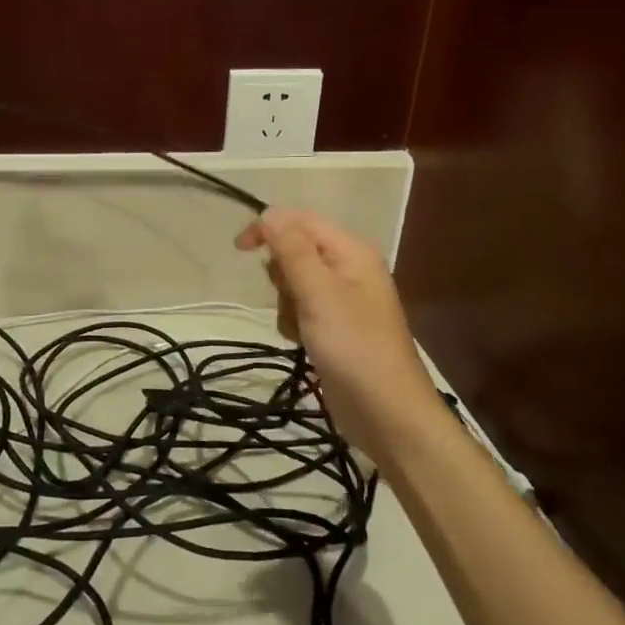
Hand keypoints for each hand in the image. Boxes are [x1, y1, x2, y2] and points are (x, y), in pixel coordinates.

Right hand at [235, 208, 440, 462]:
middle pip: (296, 250)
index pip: (301, 220)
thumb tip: (269, 212)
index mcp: (351, 251)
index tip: (239, 249)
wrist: (386, 412)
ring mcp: (343, 299)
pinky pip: (302, 309)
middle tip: (292, 299)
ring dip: (286, 303)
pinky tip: (302, 342)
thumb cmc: (353, 346)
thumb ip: (292, 250)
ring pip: (294, 282)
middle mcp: (349, 268)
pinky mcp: (335, 327)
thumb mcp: (318, 292)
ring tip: (300, 327)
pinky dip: (294, 322)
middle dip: (282, 274)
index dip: (269, 227)